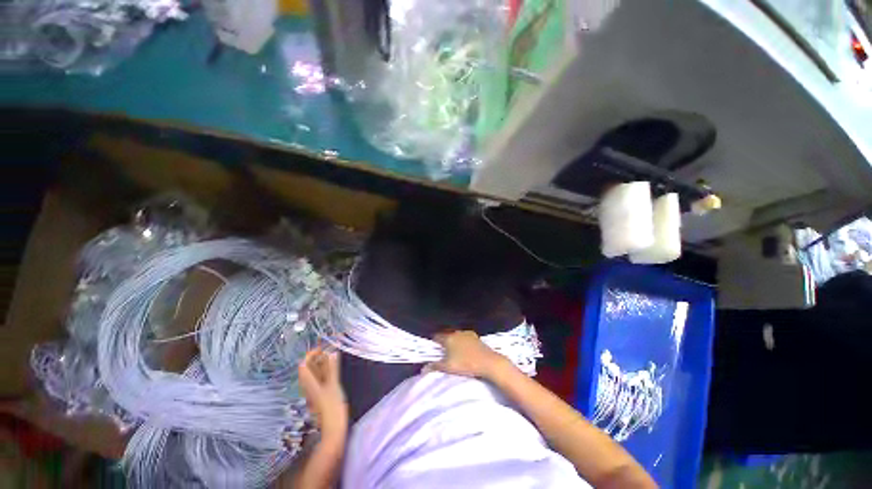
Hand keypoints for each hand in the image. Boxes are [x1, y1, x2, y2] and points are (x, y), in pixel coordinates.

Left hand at [299, 348, 347, 442]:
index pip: (304, 365)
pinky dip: (324, 372)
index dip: (311, 355)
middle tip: (328, 350)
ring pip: (314, 375)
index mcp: (310, 384)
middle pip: (308, 369)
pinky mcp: (320, 397)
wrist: (333, 431)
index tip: (322, 347)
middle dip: (316, 358)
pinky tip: (333, 370)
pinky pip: (319, 380)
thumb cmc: (333, 407)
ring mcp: (314, 393)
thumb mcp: (334, 386)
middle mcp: (309, 387)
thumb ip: (332, 369)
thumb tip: (332, 352)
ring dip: (321, 365)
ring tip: (332, 357)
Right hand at [424, 330, 512, 379]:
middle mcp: (456, 332)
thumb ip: (435, 366)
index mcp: (448, 338)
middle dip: (444, 342)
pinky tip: (466, 351)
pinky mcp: (476, 337)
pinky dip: (463, 343)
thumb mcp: (448, 367)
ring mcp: (467, 333)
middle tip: (443, 353)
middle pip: (447, 335)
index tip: (433, 349)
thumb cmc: (466, 364)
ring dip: (454, 342)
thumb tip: (423, 368)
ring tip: (455, 353)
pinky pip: (465, 338)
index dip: (433, 342)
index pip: (436, 336)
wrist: (488, 362)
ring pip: (456, 336)